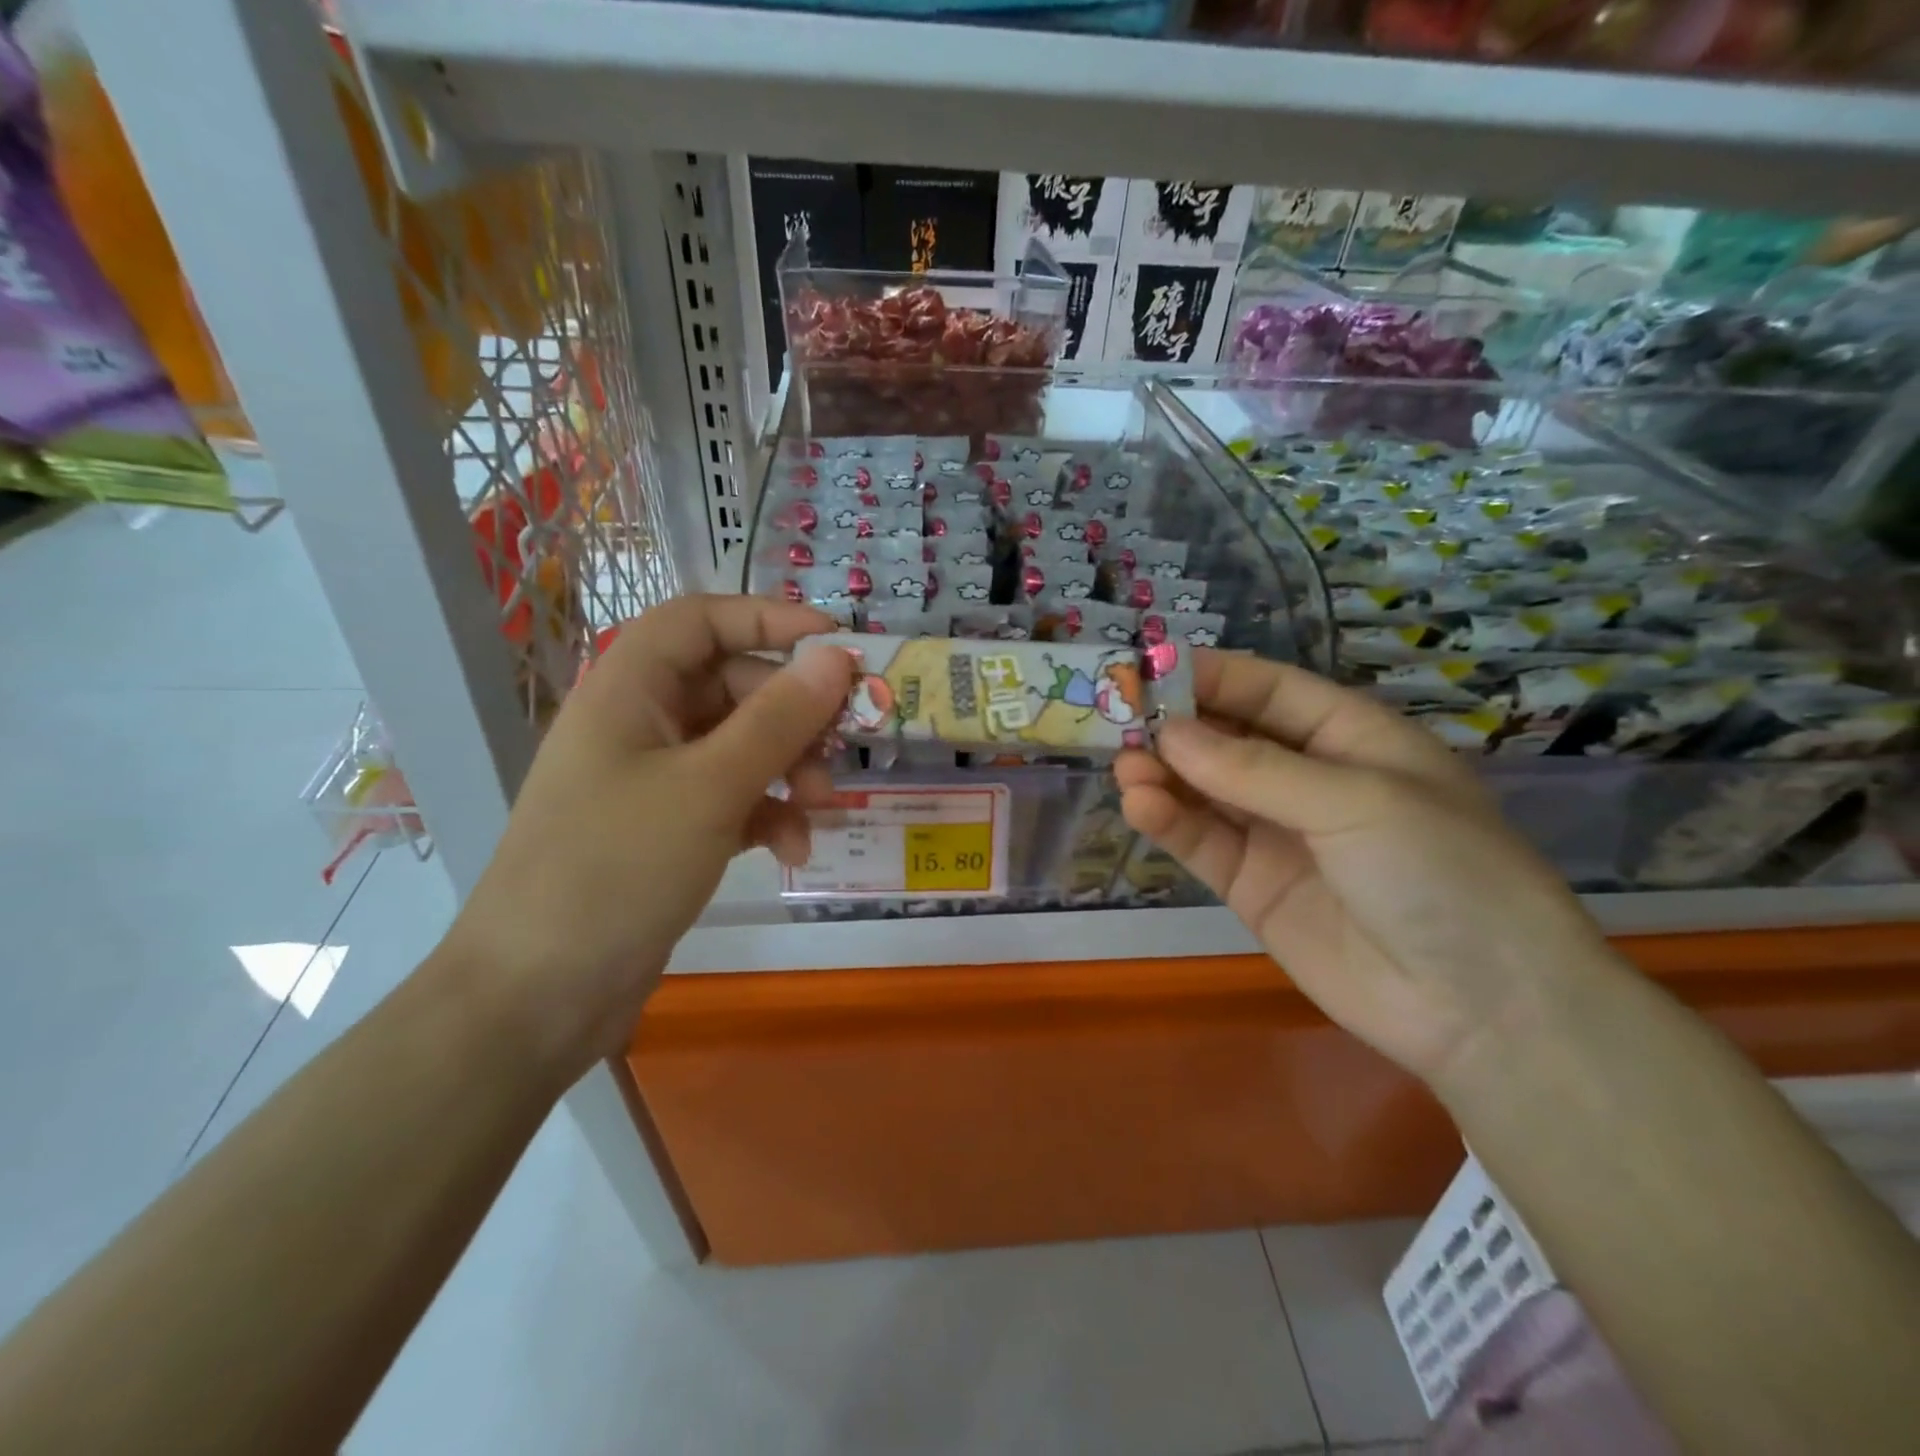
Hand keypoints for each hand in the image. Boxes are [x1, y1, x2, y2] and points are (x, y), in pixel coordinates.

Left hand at [446, 596, 851, 1067]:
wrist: (539, 996)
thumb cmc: (617, 869)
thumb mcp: (710, 787)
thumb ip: (778, 718)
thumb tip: (835, 657)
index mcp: (629, 688)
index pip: (702, 620)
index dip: (769, 619)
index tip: (836, 645)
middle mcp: (640, 722)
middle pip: (733, 685)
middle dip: (793, 715)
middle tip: (844, 745)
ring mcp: (653, 778)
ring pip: (741, 746)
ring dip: (789, 769)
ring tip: (821, 807)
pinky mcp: (668, 828)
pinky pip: (733, 797)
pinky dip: (769, 814)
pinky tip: (793, 849)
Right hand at [1115, 650, 1613, 1088]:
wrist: (1481, 1009)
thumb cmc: (1440, 873)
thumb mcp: (1355, 802)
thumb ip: (1254, 769)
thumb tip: (1168, 733)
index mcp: (1351, 738)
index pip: (1270, 690)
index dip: (1212, 676)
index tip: (1149, 667)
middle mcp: (1308, 779)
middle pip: (1228, 738)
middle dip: (1176, 726)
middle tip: (1117, 718)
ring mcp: (1277, 834)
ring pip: (1205, 790)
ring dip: (1163, 774)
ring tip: (1125, 766)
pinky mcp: (1251, 885)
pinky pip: (1203, 842)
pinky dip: (1169, 822)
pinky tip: (1140, 806)